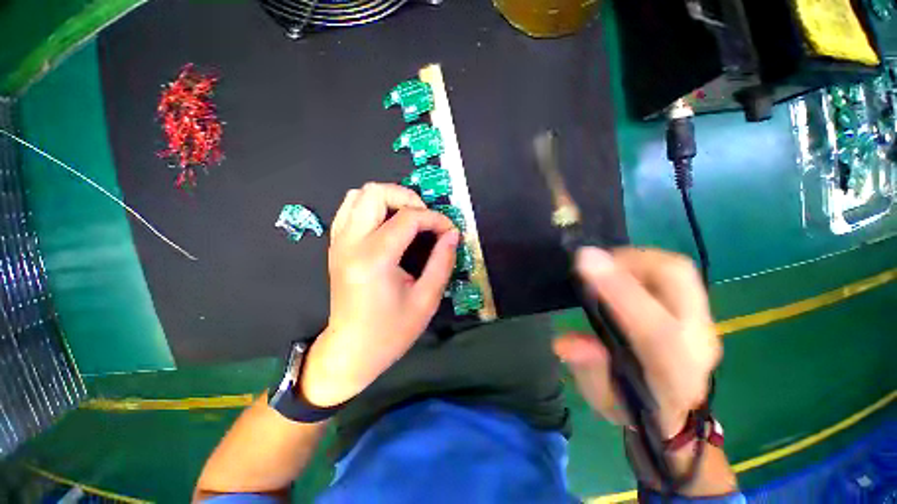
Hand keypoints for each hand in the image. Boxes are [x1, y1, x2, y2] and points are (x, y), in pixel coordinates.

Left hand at [301, 183, 459, 407]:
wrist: (351, 350)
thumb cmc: (391, 331)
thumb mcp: (426, 300)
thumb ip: (442, 262)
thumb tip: (453, 234)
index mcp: (374, 258)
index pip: (408, 218)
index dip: (435, 219)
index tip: (449, 230)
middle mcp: (351, 243)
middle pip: (376, 192)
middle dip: (408, 198)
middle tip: (425, 219)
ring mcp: (339, 241)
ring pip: (359, 194)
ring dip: (389, 199)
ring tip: (408, 218)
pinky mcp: (336, 245)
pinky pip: (351, 208)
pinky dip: (373, 207)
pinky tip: (388, 224)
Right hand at [553, 247, 719, 437]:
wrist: (675, 413)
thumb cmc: (633, 408)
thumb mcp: (602, 400)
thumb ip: (587, 370)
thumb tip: (564, 342)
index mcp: (673, 375)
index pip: (656, 330)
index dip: (620, 292)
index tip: (586, 262)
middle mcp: (697, 342)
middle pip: (677, 280)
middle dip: (630, 260)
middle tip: (593, 263)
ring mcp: (703, 321)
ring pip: (677, 269)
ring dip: (635, 258)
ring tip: (604, 267)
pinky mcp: (698, 308)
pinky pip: (674, 272)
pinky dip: (642, 263)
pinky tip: (619, 272)